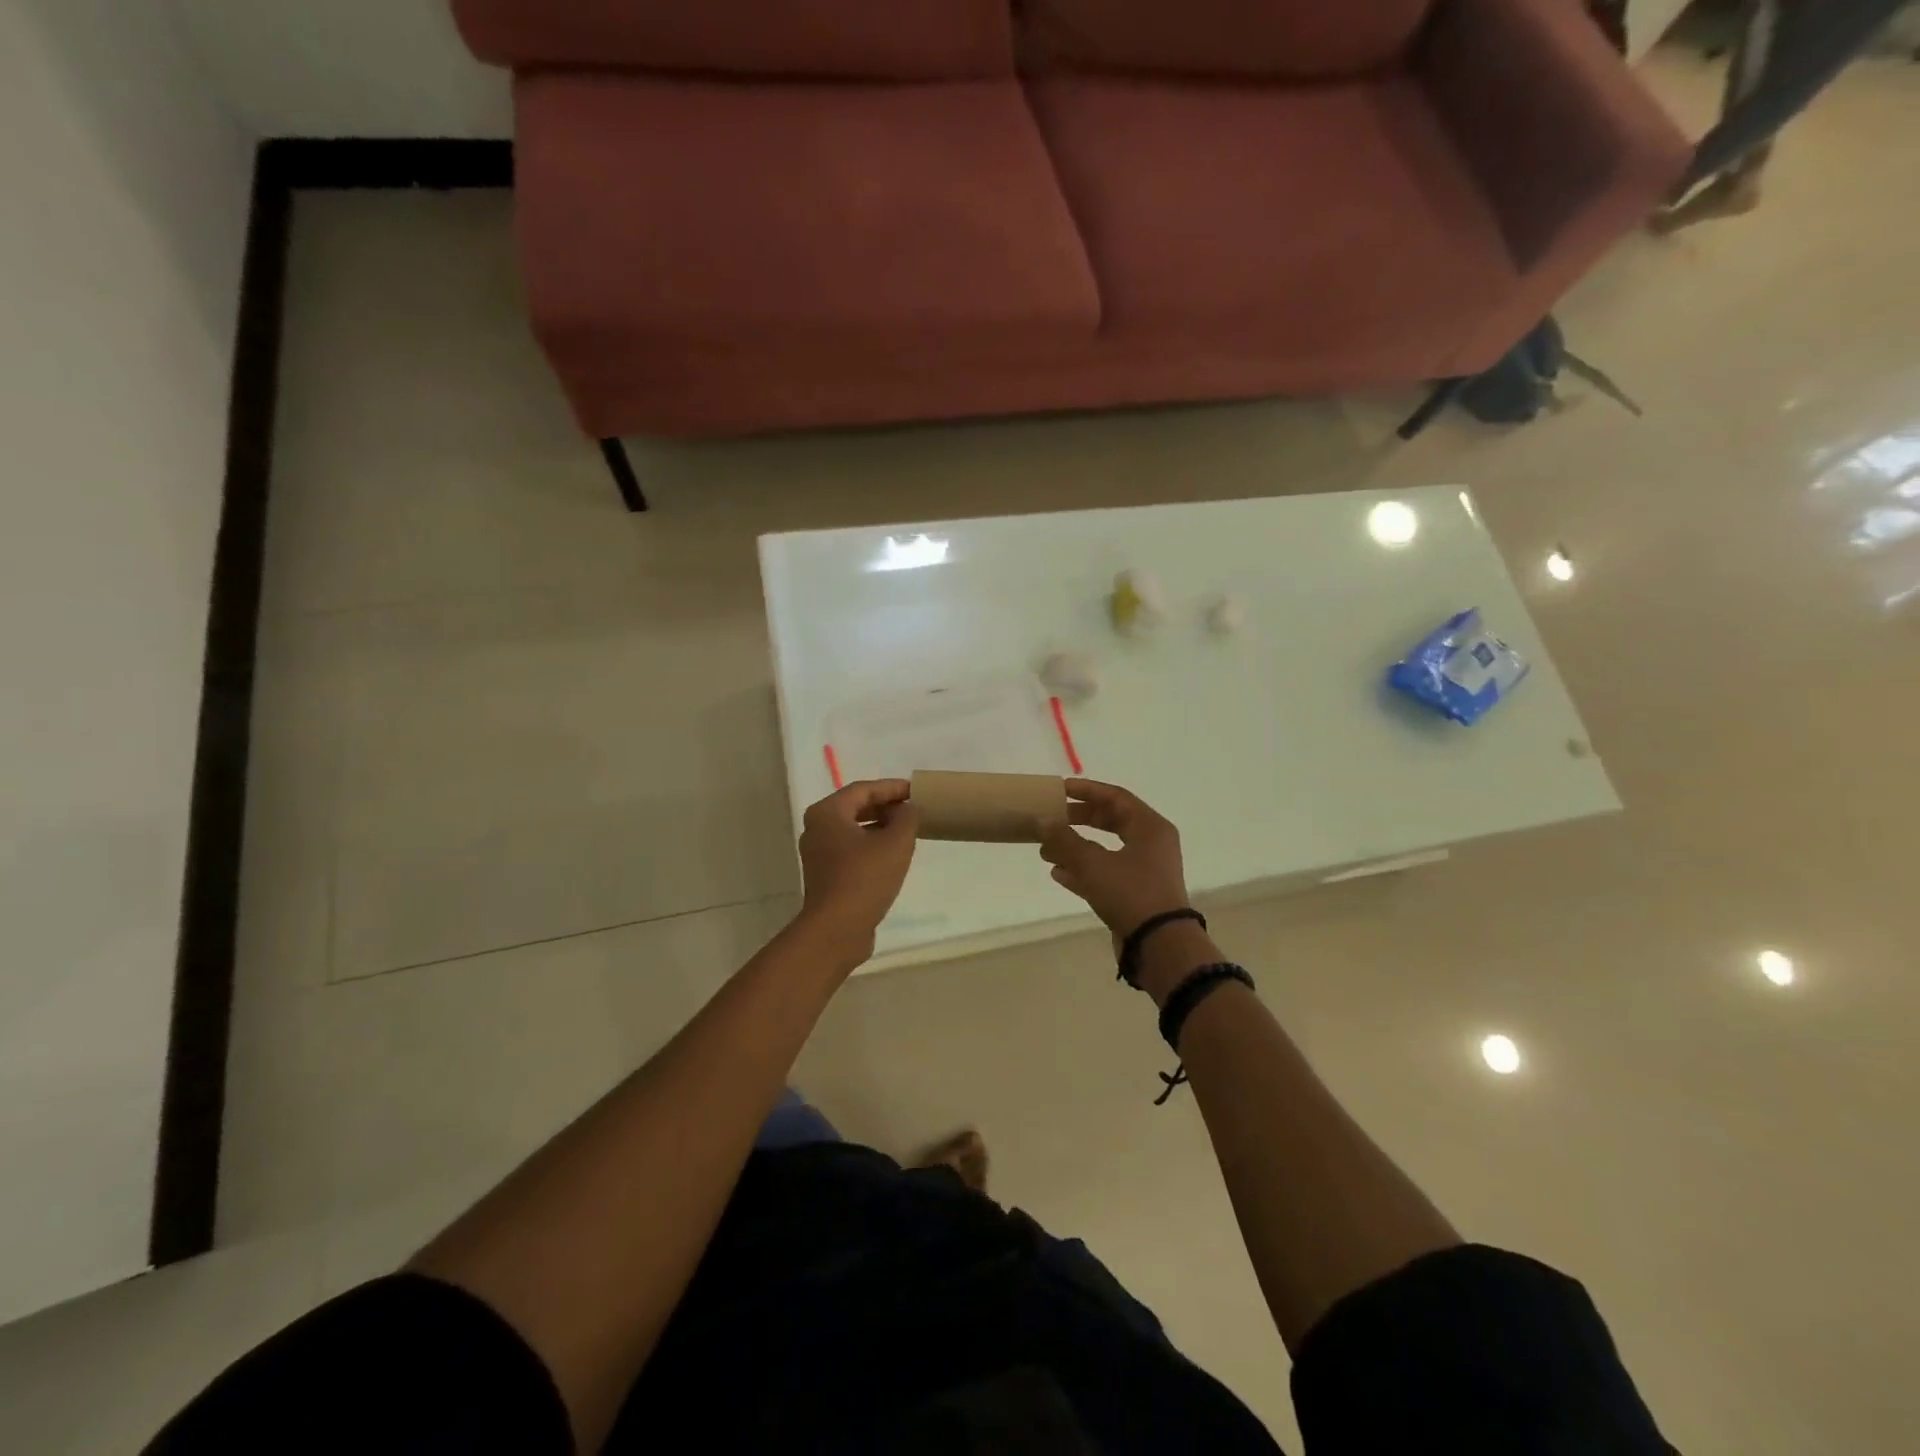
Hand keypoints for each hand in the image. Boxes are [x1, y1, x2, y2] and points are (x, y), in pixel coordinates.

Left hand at [796, 779, 917, 959]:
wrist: (837, 929)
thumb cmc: (865, 878)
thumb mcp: (896, 843)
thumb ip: (907, 818)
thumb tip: (907, 809)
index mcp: (827, 812)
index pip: (863, 789)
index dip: (891, 788)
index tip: (916, 790)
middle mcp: (817, 828)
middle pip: (855, 807)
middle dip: (885, 806)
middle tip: (912, 808)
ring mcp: (818, 853)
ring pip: (853, 830)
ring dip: (879, 826)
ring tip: (906, 829)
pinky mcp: (824, 875)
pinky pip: (850, 849)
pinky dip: (870, 845)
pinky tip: (892, 854)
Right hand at [1039, 779, 1190, 938]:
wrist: (1159, 945)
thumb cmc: (1131, 893)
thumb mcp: (1093, 863)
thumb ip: (1065, 840)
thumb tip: (1042, 822)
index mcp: (1150, 827)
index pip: (1116, 797)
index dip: (1087, 791)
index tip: (1060, 789)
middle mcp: (1151, 844)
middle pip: (1111, 821)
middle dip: (1079, 820)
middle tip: (1052, 818)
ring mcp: (1144, 871)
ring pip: (1105, 849)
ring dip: (1075, 848)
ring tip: (1046, 850)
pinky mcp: (1135, 894)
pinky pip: (1105, 874)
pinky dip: (1083, 871)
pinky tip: (1058, 873)